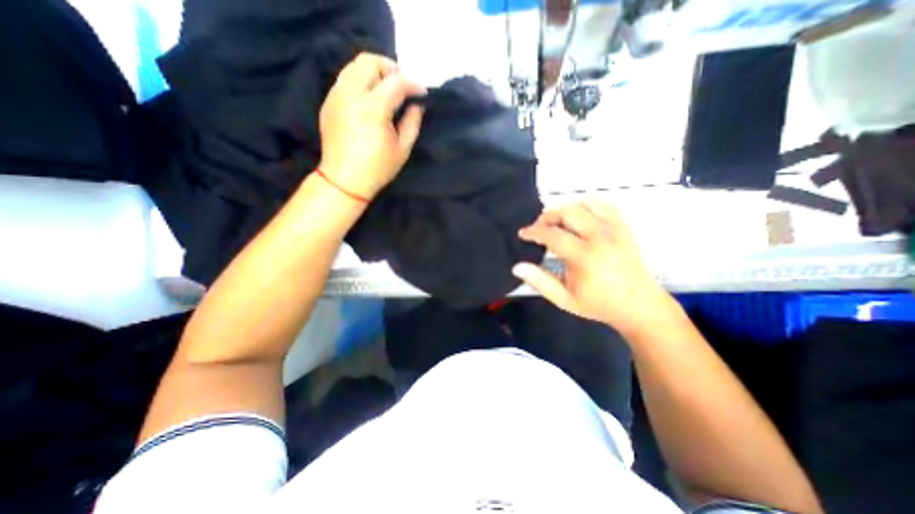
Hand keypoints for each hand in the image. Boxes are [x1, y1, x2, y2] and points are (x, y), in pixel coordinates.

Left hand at [319, 51, 424, 201]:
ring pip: (354, 66)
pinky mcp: (328, 102)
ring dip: (375, 72)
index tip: (423, 92)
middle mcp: (350, 95)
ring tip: (388, 90)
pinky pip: (346, 79)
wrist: (344, 181)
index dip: (413, 84)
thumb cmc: (377, 169)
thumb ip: (412, 122)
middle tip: (403, 85)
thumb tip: (417, 105)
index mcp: (372, 109)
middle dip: (391, 68)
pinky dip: (361, 81)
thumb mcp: (402, 149)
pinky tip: (371, 99)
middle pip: (369, 61)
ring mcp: (335, 96)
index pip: (396, 82)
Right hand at [513, 201, 678, 336]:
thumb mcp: (564, 299)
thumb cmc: (599, 304)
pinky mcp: (624, 227)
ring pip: (585, 204)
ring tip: (557, 222)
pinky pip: (603, 205)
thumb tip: (517, 267)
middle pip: (568, 212)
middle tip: (539, 227)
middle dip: (548, 216)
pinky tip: (579, 217)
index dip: (534, 232)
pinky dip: (586, 206)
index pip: (552, 235)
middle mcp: (600, 238)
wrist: (639, 306)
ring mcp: (615, 229)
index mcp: (585, 257)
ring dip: (566, 210)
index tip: (524, 233)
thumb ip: (540, 281)